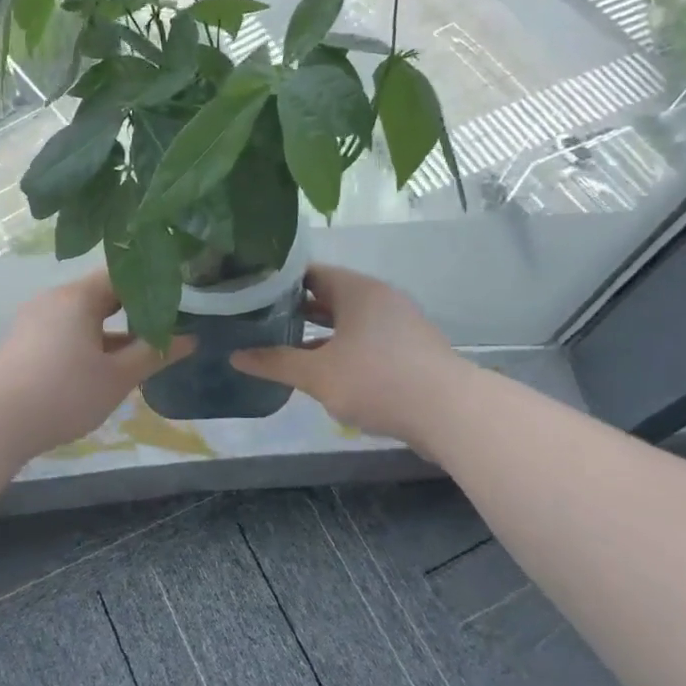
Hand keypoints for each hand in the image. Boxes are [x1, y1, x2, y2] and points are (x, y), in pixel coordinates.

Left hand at [0, 273, 192, 458]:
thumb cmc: (64, 394)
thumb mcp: (117, 378)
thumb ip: (154, 354)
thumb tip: (190, 338)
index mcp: (77, 296)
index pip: (122, 274)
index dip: (152, 284)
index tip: (179, 300)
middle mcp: (53, 298)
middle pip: (101, 294)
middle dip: (134, 310)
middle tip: (166, 327)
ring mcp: (34, 319)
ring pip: (82, 316)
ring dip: (111, 330)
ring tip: (140, 351)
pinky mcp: (23, 341)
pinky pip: (64, 330)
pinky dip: (87, 341)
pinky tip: (102, 367)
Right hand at [231, 265, 468, 442]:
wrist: (450, 412)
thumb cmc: (377, 380)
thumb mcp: (317, 374)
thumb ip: (275, 363)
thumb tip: (235, 356)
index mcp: (356, 290)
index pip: (308, 272)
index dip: (277, 282)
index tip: (249, 294)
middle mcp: (378, 298)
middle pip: (328, 295)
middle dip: (294, 309)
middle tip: (257, 320)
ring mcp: (397, 323)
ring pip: (347, 320)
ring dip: (317, 332)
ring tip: (282, 345)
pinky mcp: (408, 349)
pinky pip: (364, 339)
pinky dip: (340, 347)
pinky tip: (321, 369)